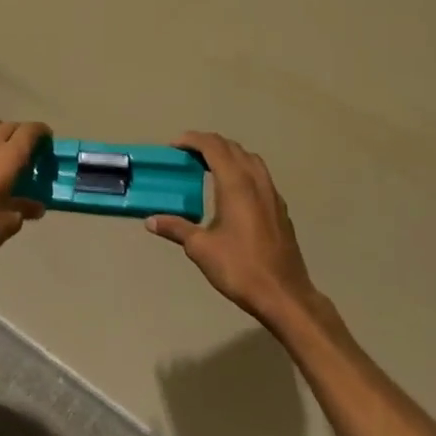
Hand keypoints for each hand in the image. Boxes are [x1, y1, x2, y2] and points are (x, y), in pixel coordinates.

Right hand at [147, 132, 325, 331]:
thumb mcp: (201, 248)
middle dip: (209, 144)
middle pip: (233, 148)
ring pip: (250, 160)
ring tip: (208, 166)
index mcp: (237, 185)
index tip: (174, 145)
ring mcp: (272, 195)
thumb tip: (151, 221)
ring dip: (228, 155)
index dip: (193, 140)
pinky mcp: (280, 209)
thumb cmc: (240, 268)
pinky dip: (242, 170)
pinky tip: (231, 191)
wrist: (283, 295)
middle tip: (187, 154)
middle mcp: (257, 182)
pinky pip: (260, 176)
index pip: (214, 147)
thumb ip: (176, 228)